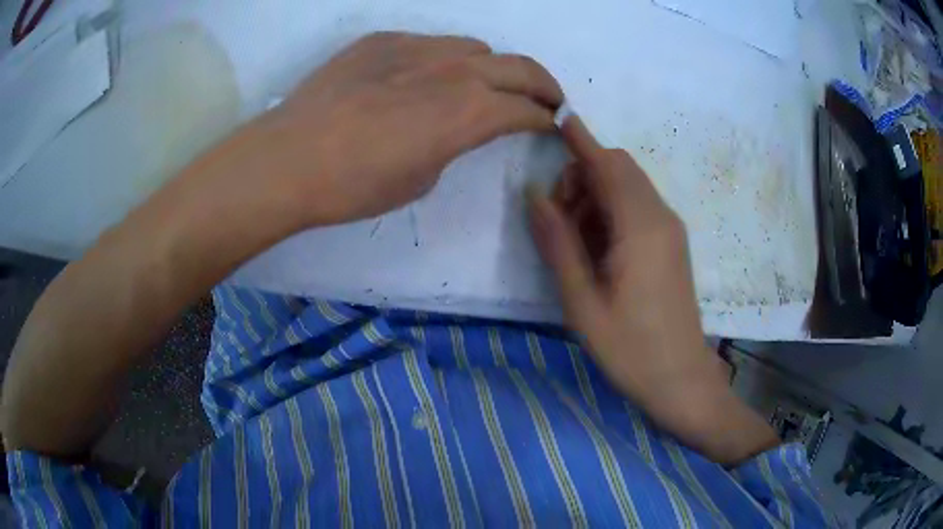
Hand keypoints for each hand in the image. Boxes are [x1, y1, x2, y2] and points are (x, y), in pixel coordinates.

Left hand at [254, 32, 562, 224]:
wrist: (290, 158)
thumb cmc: (355, 184)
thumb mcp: (421, 178)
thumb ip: (452, 144)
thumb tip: (454, 128)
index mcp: (470, 111)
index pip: (527, 109)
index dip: (545, 119)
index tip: (550, 125)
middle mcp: (454, 69)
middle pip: (520, 66)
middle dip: (543, 85)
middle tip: (547, 98)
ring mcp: (417, 47)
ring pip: (475, 47)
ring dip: (491, 67)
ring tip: (482, 83)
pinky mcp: (382, 40)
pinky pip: (429, 42)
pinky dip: (442, 58)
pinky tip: (421, 76)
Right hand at [528, 117, 777, 465]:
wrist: (680, 378)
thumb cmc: (630, 347)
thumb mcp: (582, 301)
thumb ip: (558, 242)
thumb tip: (534, 194)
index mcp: (640, 226)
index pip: (607, 163)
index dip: (580, 139)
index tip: (557, 118)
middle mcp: (660, 216)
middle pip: (619, 168)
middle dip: (582, 176)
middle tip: (558, 220)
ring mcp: (670, 229)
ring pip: (628, 186)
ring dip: (595, 195)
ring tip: (575, 242)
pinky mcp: (671, 243)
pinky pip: (638, 207)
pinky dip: (612, 211)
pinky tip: (598, 249)